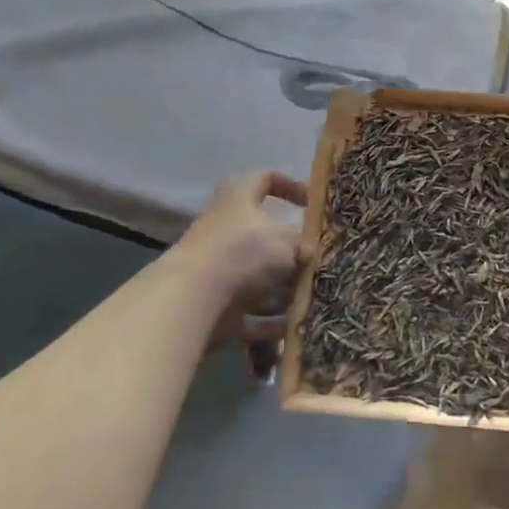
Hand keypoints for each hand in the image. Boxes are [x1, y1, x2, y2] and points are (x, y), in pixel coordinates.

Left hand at [175, 171, 310, 343]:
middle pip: (262, 234)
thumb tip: (311, 253)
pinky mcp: (213, 303)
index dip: (289, 186)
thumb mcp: (287, 242)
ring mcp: (216, 267)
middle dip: (290, 250)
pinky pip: (248, 312)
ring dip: (282, 289)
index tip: (311, 204)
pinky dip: (269, 322)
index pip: (264, 178)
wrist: (194, 298)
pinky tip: (293, 329)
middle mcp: (224, 228)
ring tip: (311, 299)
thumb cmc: (244, 253)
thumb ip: (304, 245)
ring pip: (256, 276)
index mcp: (239, 199)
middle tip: (315, 260)